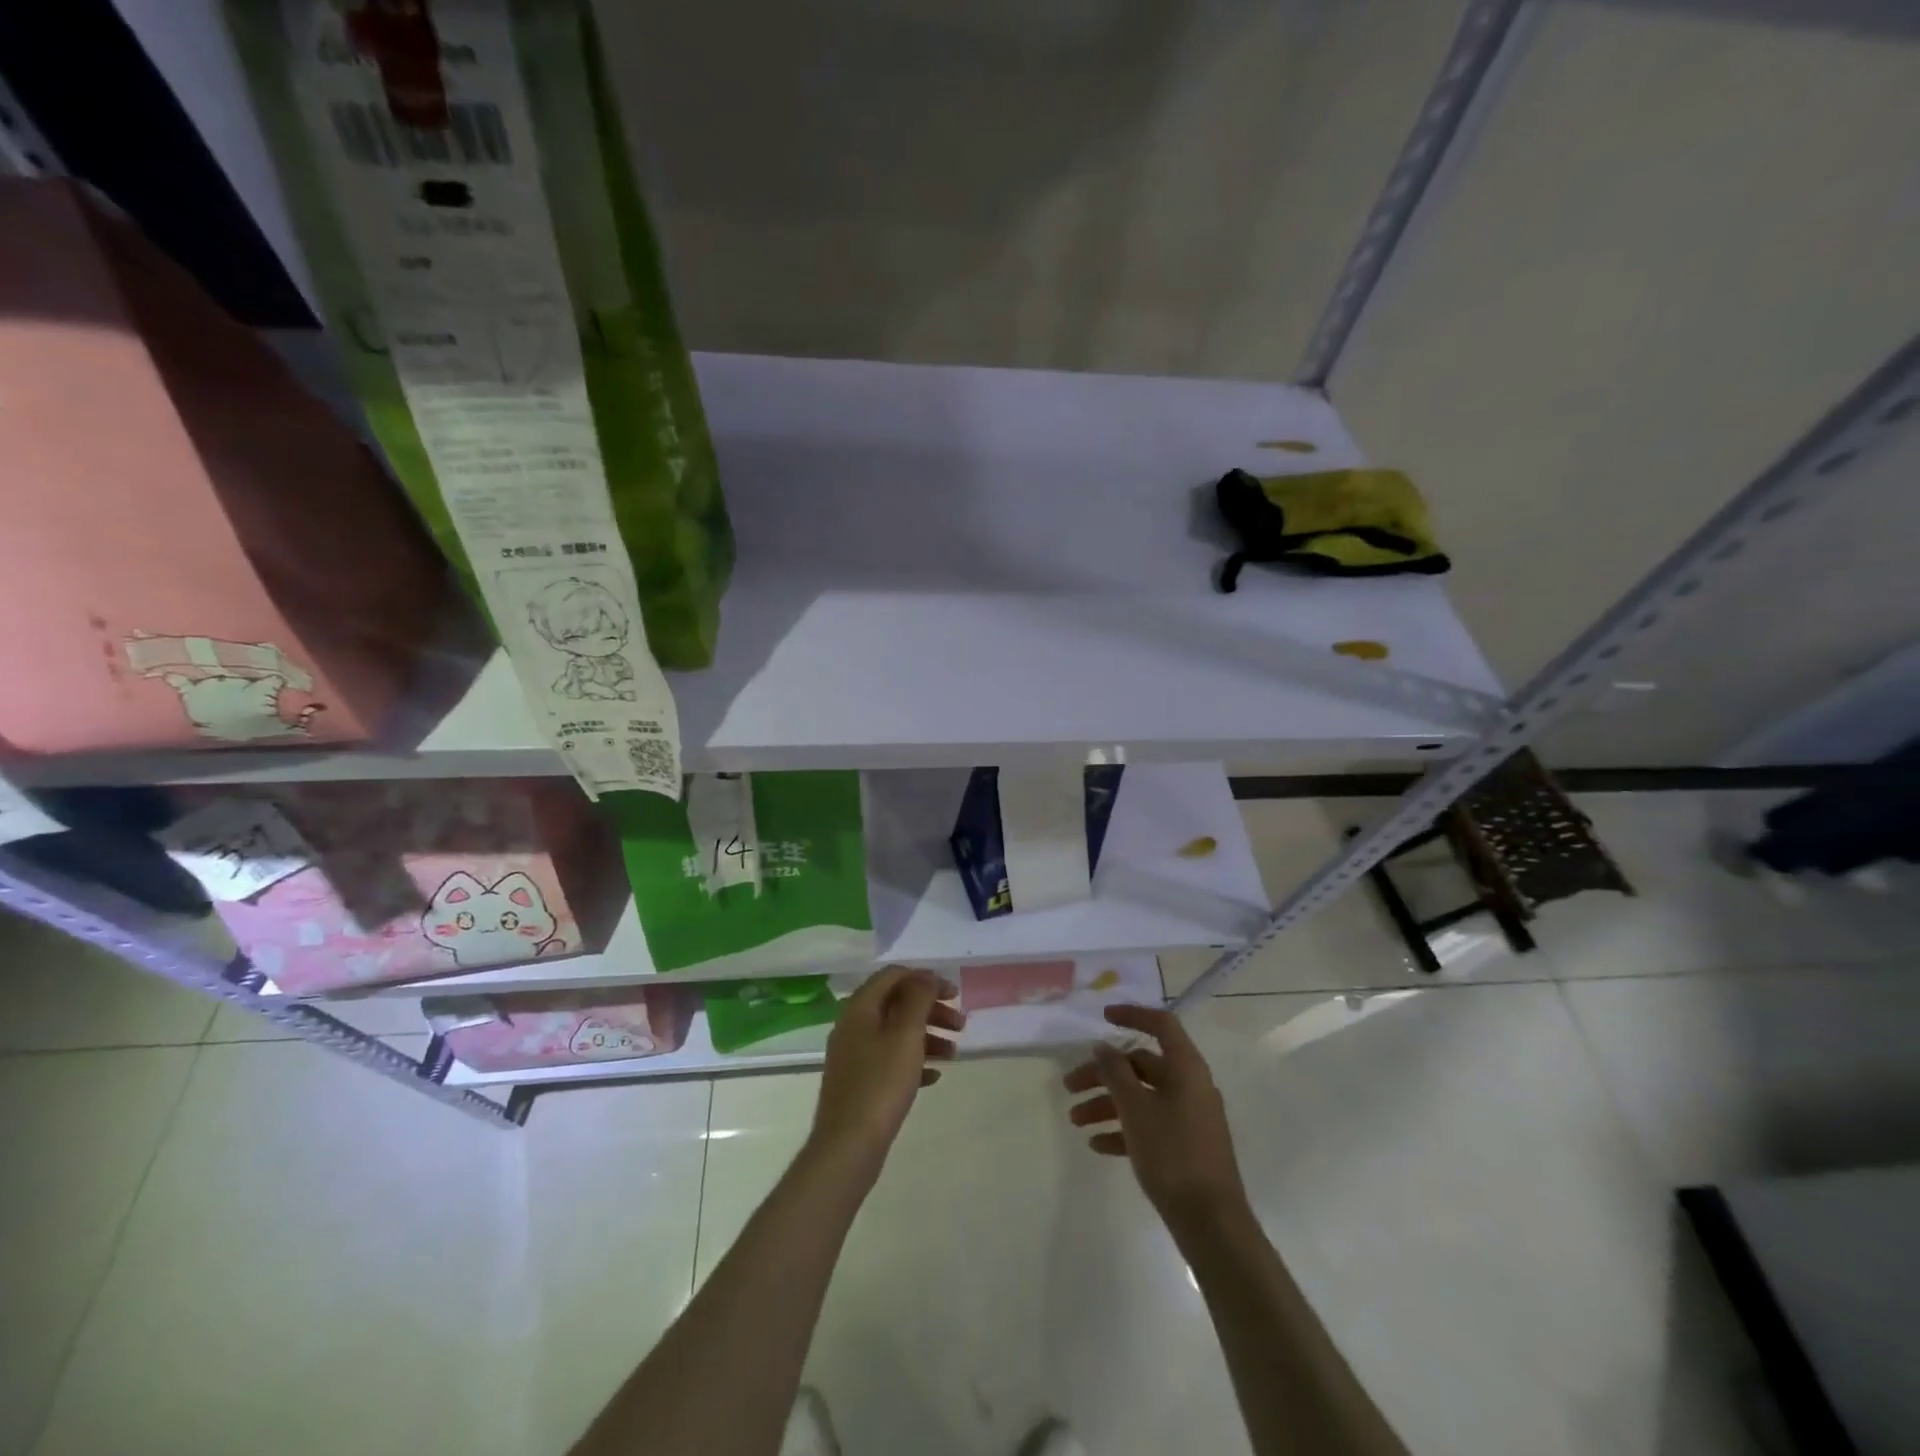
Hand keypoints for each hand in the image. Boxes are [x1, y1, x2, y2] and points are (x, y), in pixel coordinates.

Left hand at [807, 967, 963, 1179]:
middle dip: (931, 1009)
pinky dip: (913, 1061)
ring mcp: (853, 1055)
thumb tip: (925, 976)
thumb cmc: (881, 1084)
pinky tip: (934, 1077)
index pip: (894, 975)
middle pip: (896, 1003)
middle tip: (961, 1025)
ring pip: (895, 1032)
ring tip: (954, 1054)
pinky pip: (890, 1060)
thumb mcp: (906, 1034)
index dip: (926, 979)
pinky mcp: (859, 1082)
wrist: (848, 1146)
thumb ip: (918, 998)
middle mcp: (852, 1025)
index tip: (955, 995)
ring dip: (927, 1036)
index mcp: (860, 1007)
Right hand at [1064, 1004, 1249, 1232]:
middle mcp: (1190, 1086)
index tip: (1102, 1018)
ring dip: (1107, 1103)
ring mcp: (1189, 1117)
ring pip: (1142, 1097)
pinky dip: (1123, 1129)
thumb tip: (1103, 1046)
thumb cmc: (1172, 1153)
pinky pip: (1149, 1125)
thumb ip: (1116, 1072)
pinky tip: (1097, 1145)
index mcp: (1186, 1068)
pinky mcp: (1185, 1146)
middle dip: (1104, 1074)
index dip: (1132, 1015)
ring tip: (1075, 1120)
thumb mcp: (1135, 1108)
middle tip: (1069, 1086)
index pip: (1161, 1024)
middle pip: (1142, 1065)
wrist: (1211, 1222)